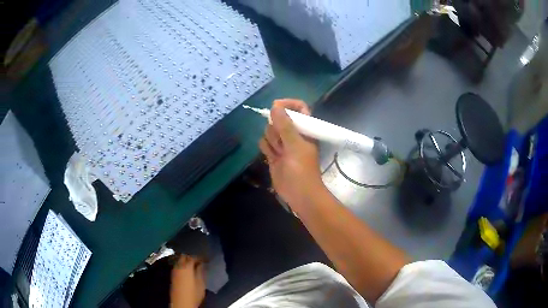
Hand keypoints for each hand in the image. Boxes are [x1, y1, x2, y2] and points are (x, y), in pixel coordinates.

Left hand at [170, 255, 205, 307]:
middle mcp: (179, 266)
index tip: (207, 258)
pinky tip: (188, 268)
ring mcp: (174, 270)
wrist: (181, 303)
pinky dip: (183, 264)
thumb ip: (201, 271)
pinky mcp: (173, 275)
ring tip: (195, 263)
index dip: (200, 256)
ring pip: (180, 260)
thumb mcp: (201, 283)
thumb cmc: (193, 294)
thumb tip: (202, 263)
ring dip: (187, 259)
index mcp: (186, 267)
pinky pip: (178, 265)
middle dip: (192, 256)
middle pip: (184, 256)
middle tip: (200, 259)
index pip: (193, 256)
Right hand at [259, 99, 323, 208]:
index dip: (287, 104)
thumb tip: (275, 106)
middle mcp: (293, 133)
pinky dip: (266, 149)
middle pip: (279, 118)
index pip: (298, 107)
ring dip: (271, 141)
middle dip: (276, 129)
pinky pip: (264, 143)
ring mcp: (283, 143)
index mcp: (305, 128)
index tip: (275, 107)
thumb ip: (285, 125)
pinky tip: (273, 158)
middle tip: (283, 143)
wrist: (299, 194)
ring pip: (269, 131)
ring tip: (280, 154)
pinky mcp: (274, 153)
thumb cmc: (302, 169)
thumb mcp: (295, 145)